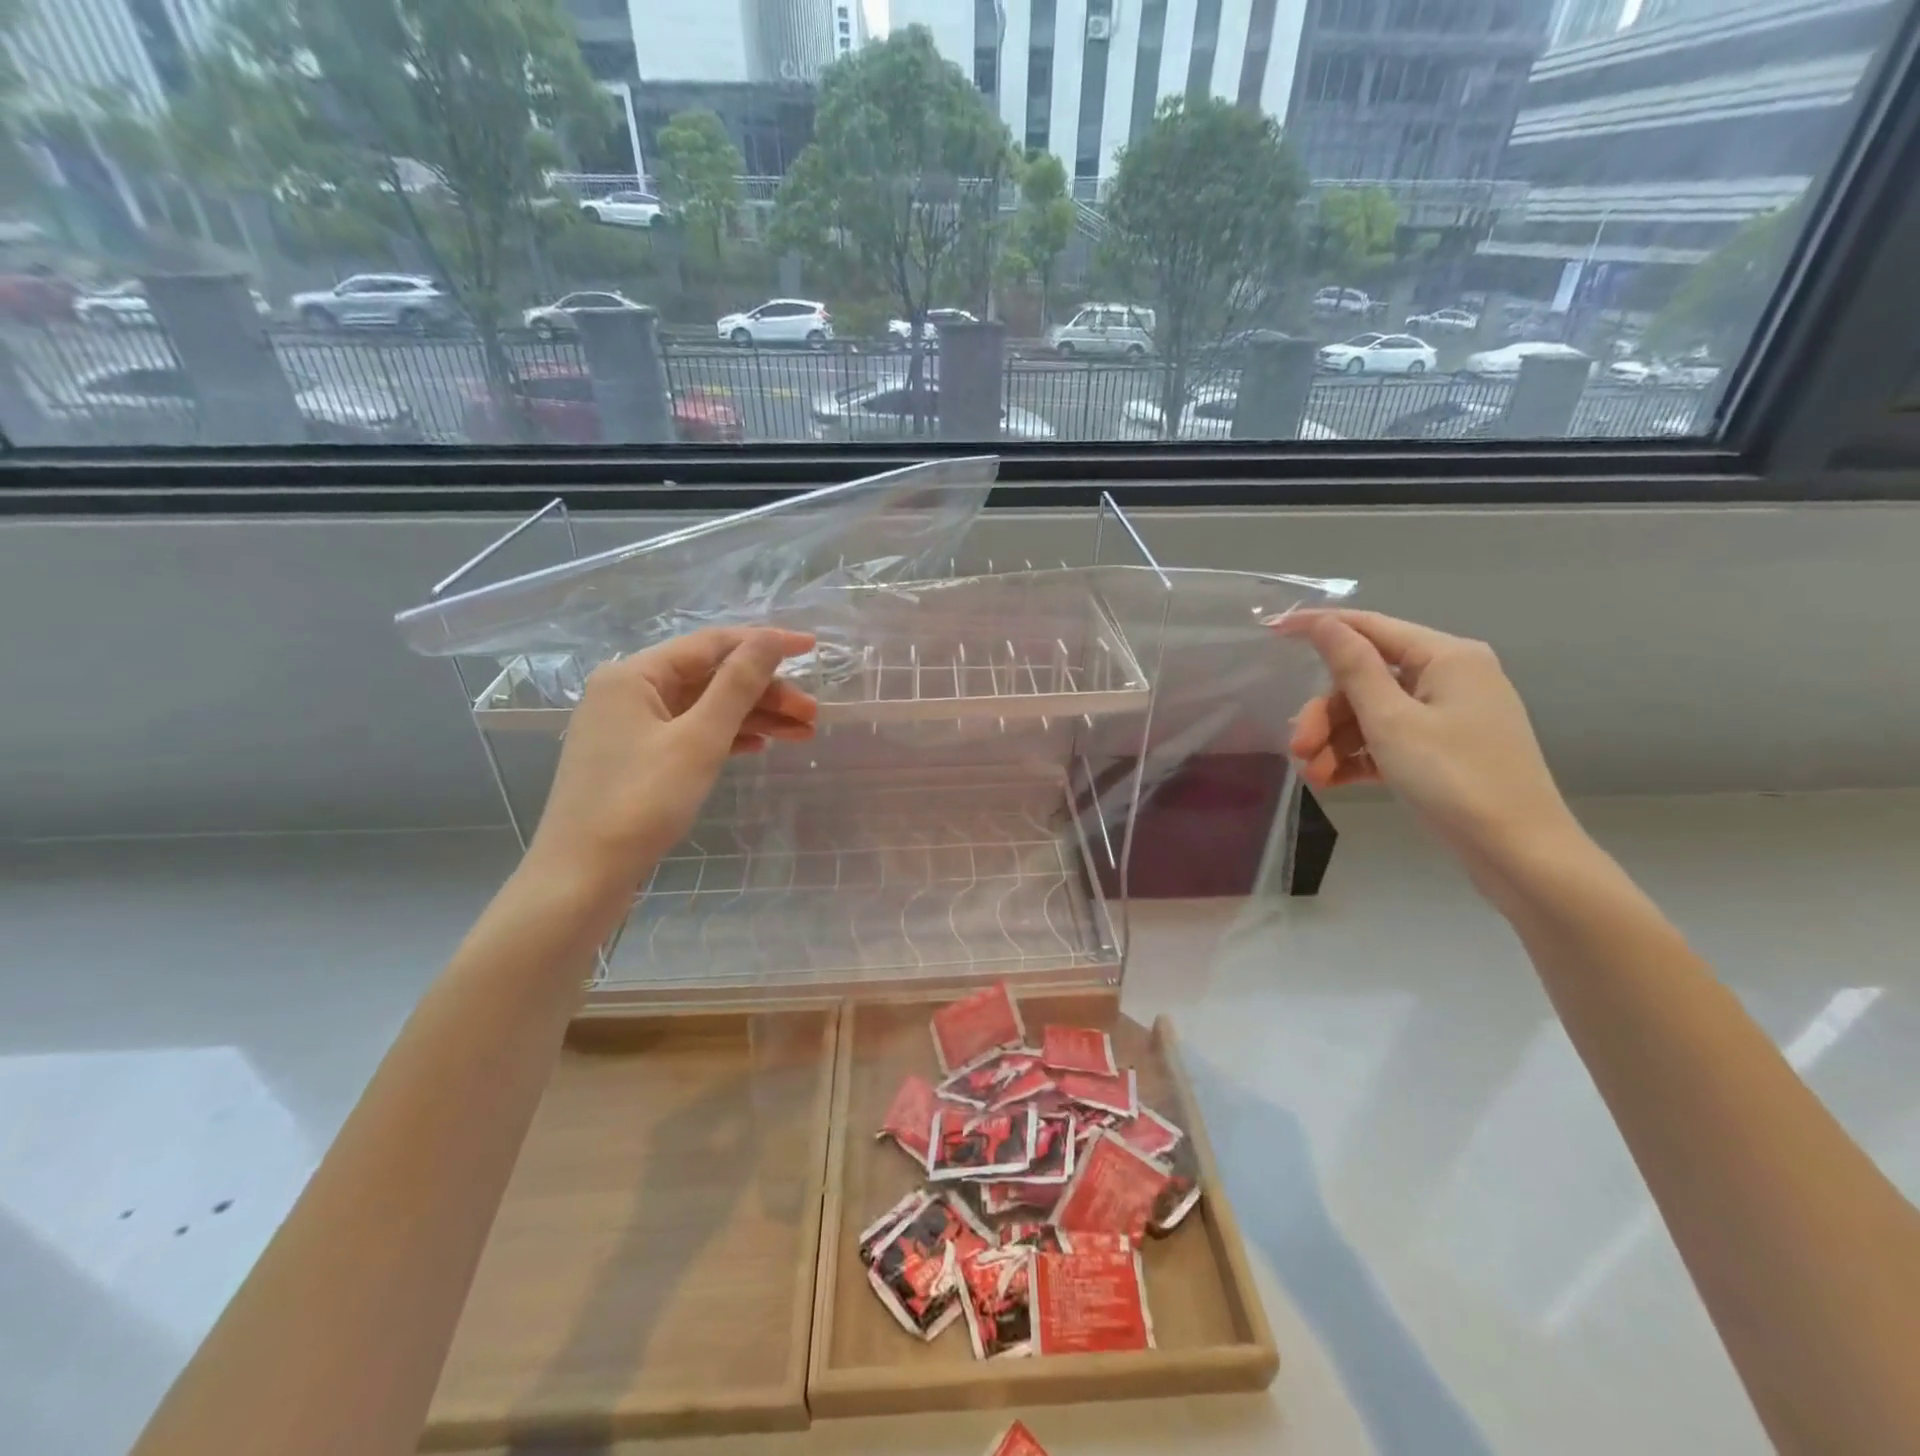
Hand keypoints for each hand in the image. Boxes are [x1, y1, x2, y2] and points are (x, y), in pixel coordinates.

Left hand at [526, 627, 817, 894]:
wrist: (582, 877)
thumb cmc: (640, 802)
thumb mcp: (699, 739)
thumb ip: (738, 685)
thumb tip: (771, 638)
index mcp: (635, 674)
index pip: (711, 644)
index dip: (764, 643)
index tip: (812, 648)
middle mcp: (628, 691)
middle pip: (710, 678)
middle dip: (764, 692)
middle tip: (812, 714)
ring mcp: (629, 727)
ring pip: (703, 708)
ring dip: (753, 717)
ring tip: (803, 732)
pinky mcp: (635, 759)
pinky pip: (689, 734)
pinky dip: (726, 737)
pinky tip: (760, 747)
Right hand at [1277, 610, 1581, 872]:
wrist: (1519, 854)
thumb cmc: (1454, 779)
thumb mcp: (1392, 721)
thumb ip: (1353, 668)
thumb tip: (1324, 623)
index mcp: (1446, 657)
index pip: (1369, 627)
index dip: (1319, 628)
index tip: (1270, 632)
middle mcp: (1450, 677)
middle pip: (1365, 680)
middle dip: (1325, 714)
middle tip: (1297, 747)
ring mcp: (1448, 716)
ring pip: (1372, 714)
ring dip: (1336, 742)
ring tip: (1313, 776)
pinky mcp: (1444, 750)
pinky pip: (1389, 741)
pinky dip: (1358, 757)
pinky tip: (1332, 781)